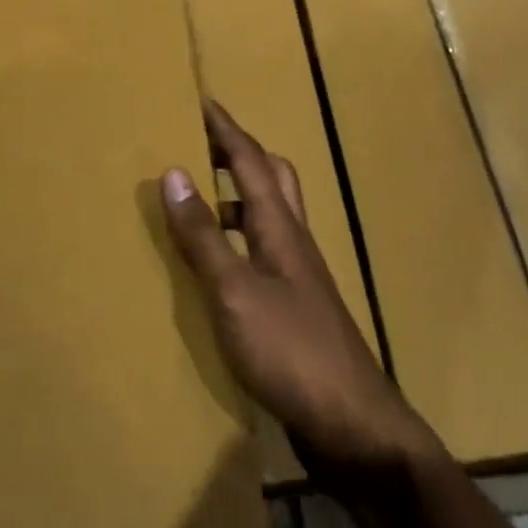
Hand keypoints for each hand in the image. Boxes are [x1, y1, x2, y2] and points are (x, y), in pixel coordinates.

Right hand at [161, 102, 439, 488]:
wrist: (352, 426)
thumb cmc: (291, 352)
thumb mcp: (235, 292)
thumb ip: (204, 236)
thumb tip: (175, 172)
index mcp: (281, 228)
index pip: (251, 161)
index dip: (226, 130)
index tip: (202, 100)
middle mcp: (293, 241)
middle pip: (272, 179)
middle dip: (239, 154)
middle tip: (203, 145)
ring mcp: (298, 276)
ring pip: (269, 216)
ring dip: (237, 198)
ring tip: (198, 202)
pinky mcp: (295, 308)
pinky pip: (262, 253)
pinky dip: (238, 242)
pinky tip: (215, 267)